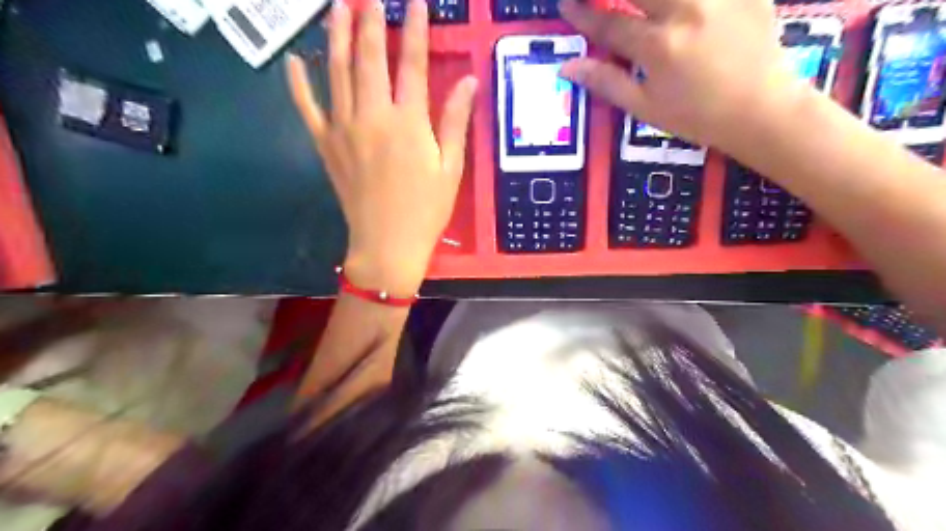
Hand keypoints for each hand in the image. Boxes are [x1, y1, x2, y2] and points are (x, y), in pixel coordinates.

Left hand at [287, 0, 479, 294]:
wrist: (387, 243)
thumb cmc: (426, 209)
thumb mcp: (451, 168)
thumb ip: (455, 121)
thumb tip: (468, 81)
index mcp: (408, 122)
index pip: (412, 63)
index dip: (414, 28)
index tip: (414, 1)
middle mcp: (372, 116)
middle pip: (369, 57)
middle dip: (370, 19)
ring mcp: (343, 128)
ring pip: (337, 71)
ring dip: (337, 34)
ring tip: (337, 7)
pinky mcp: (325, 145)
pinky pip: (307, 107)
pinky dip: (299, 82)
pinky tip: (295, 59)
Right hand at [561, 0, 795, 148]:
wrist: (760, 110)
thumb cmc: (696, 116)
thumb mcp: (645, 108)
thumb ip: (607, 82)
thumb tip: (568, 68)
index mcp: (658, 47)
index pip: (609, 23)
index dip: (582, 13)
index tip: (565, 5)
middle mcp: (686, 10)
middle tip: (600, 2)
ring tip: (641, 6)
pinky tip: (677, 8)